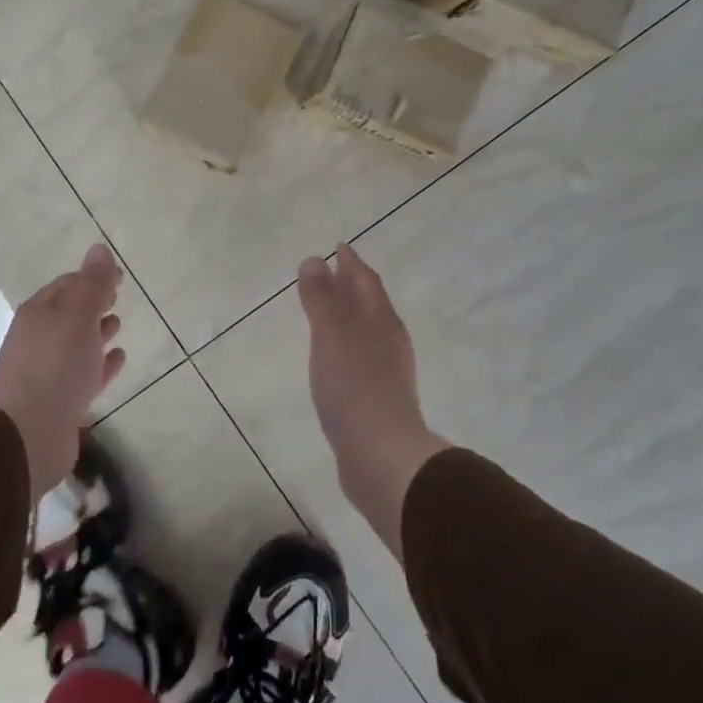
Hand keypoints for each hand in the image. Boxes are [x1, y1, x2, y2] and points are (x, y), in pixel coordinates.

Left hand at [0, 244, 126, 500]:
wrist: (27, 433)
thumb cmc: (54, 365)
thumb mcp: (77, 315)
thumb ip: (92, 284)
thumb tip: (99, 249)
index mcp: (40, 313)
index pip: (67, 285)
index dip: (92, 277)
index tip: (119, 276)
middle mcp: (41, 340)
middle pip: (70, 314)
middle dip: (92, 303)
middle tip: (117, 296)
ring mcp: (50, 372)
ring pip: (77, 345)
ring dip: (97, 333)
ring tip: (119, 324)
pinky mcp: (62, 402)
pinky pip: (87, 375)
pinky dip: (103, 364)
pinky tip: (120, 358)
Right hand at [297, 243, 449, 558]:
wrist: (381, 457)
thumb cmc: (354, 388)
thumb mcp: (331, 336)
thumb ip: (321, 298)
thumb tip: (314, 260)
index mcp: (380, 321)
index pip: (366, 281)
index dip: (351, 263)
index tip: (339, 246)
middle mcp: (388, 342)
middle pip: (371, 304)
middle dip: (353, 286)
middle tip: (334, 272)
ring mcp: (387, 373)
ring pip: (368, 332)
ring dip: (351, 316)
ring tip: (331, 312)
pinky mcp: (378, 400)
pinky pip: (361, 359)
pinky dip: (347, 346)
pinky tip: (337, 359)